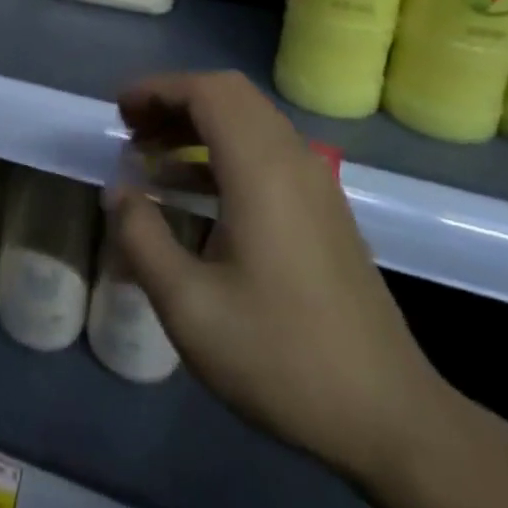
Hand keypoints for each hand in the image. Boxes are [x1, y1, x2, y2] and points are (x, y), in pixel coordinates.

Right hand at [109, 71, 451, 487]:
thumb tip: (118, 190)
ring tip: (151, 156)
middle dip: (175, 100)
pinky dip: (223, 150)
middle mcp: (293, 161)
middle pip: (230, 95)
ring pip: (250, 120)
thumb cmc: (281, 357)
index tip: (118, 112)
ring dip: (198, 124)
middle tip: (132, 129)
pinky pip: (266, 151)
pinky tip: (192, 191)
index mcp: (262, 171)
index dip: (157, 89)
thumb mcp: (189, 305)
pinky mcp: (324, 209)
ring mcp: (315, 184)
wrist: (389, 418)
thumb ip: (141, 237)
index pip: (207, 92)